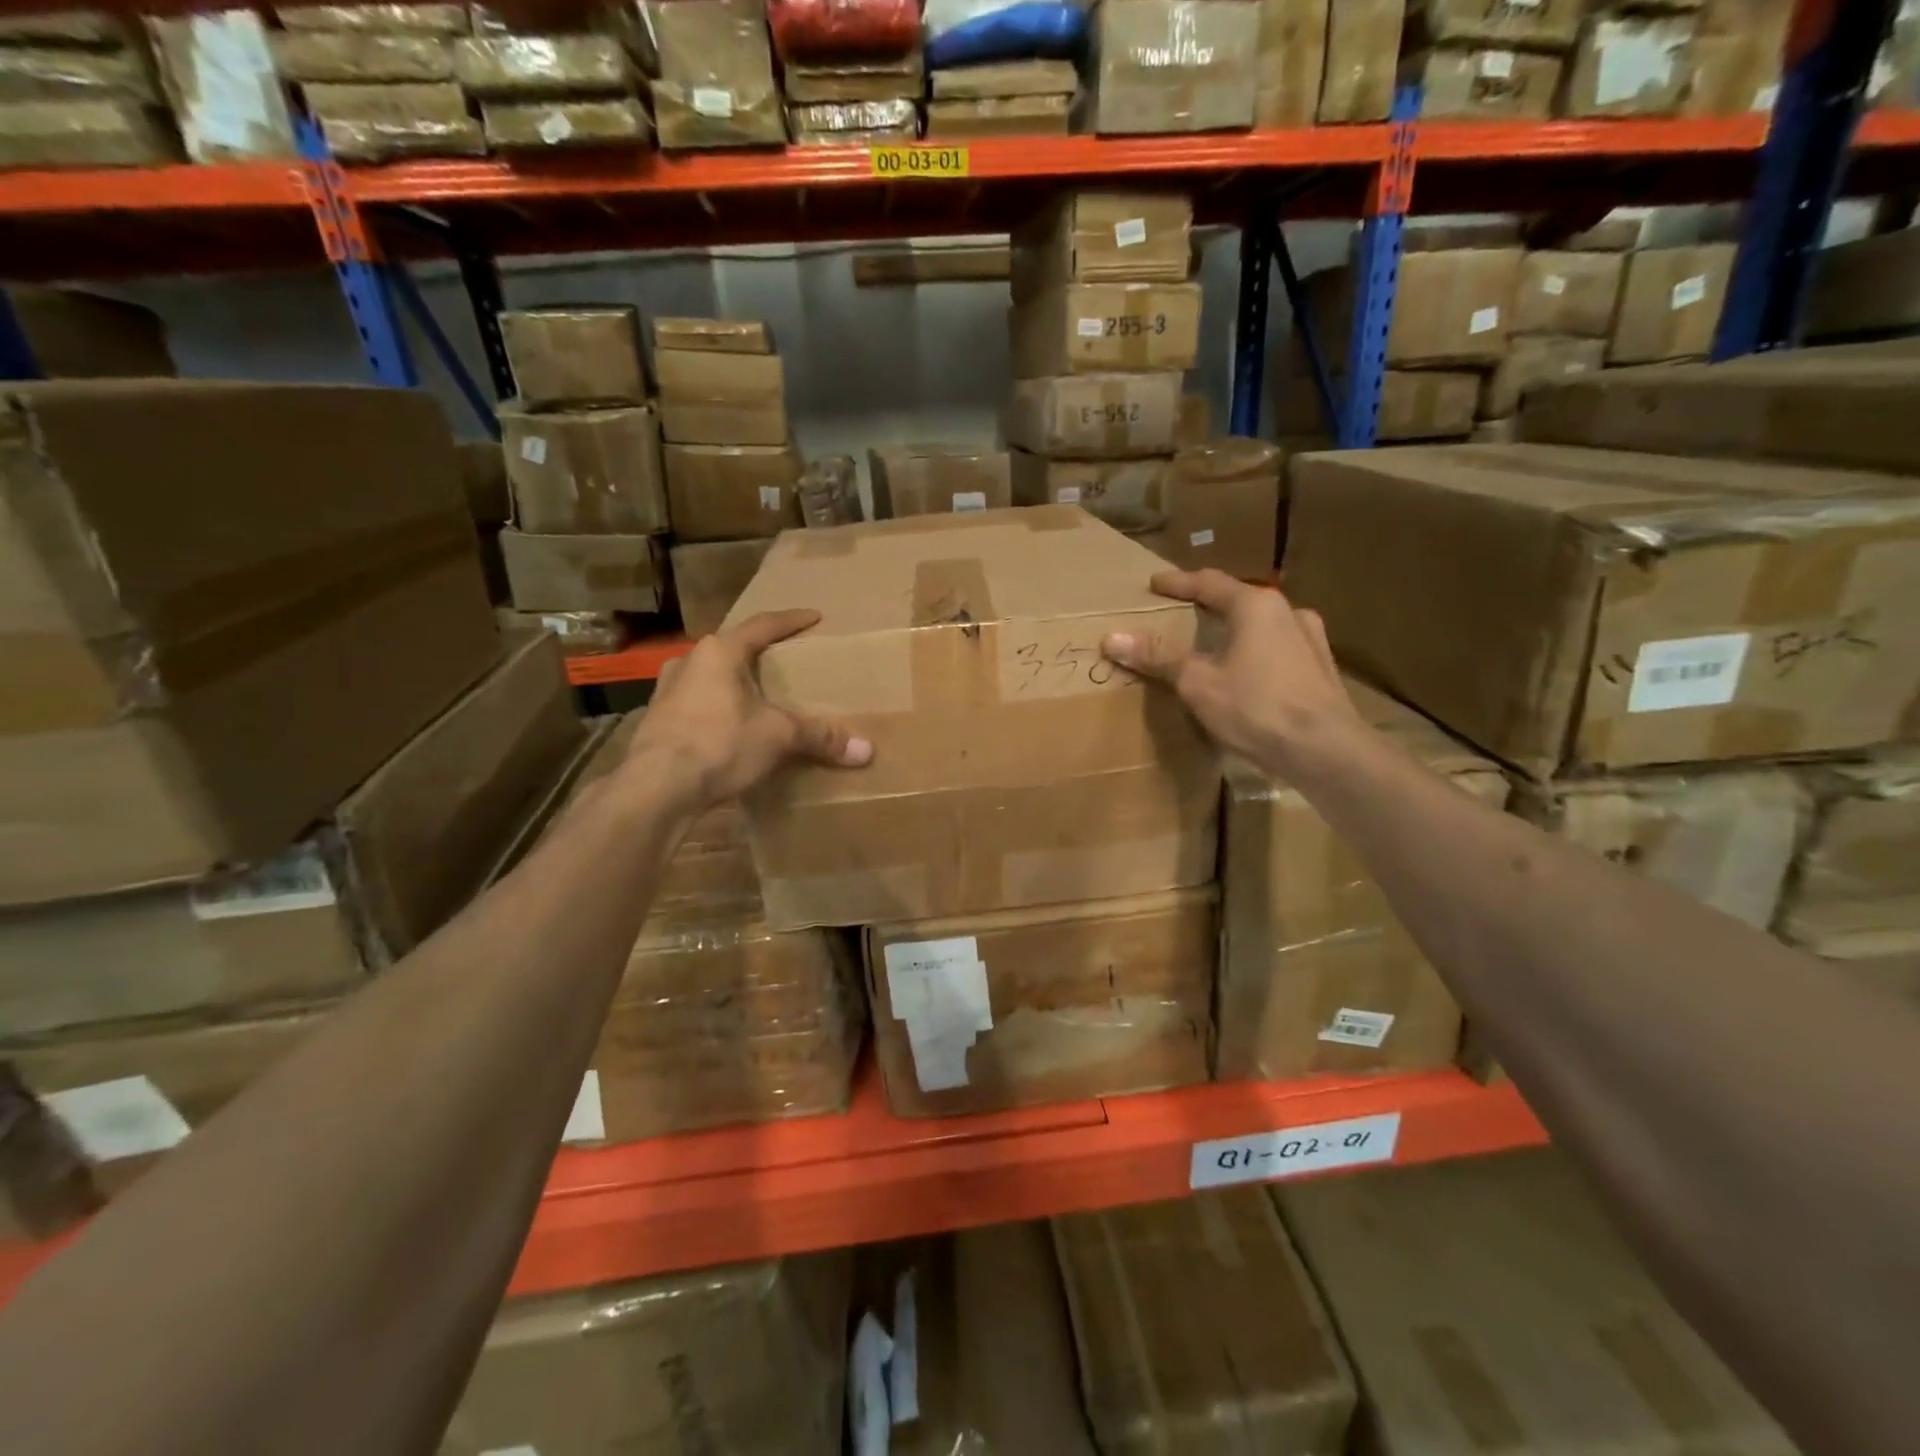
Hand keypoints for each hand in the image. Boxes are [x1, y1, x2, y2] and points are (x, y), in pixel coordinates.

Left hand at [627, 610, 870, 809]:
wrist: (657, 787)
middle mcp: (689, 662)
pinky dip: (717, 708)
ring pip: (709, 676)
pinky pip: (696, 703)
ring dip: (733, 682)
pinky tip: (729, 726)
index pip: (762, 625)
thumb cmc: (720, 744)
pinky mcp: (657, 720)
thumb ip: (820, 737)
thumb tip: (866, 750)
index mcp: (719, 652)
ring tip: (756, 694)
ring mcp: (666, 690)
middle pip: (732, 648)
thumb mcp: (778, 737)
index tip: (813, 617)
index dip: (791, 620)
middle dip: (759, 653)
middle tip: (784, 660)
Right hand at [1102, 569, 1362, 774]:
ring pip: (1263, 626)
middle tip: (1182, 612)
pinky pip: (1278, 650)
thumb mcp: (1198, 683)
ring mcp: (1311, 640)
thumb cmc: (1256, 708)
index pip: (1209, 582)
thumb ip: (1157, 657)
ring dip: (1236, 630)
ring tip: (1214, 644)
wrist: (1326, 750)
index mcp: (1256, 606)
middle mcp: (1288, 612)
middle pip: (1239, 600)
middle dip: (1209, 606)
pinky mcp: (1321, 670)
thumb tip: (1111, 638)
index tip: (1155, 583)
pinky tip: (1247, 674)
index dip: (1178, 582)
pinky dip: (1255, 653)